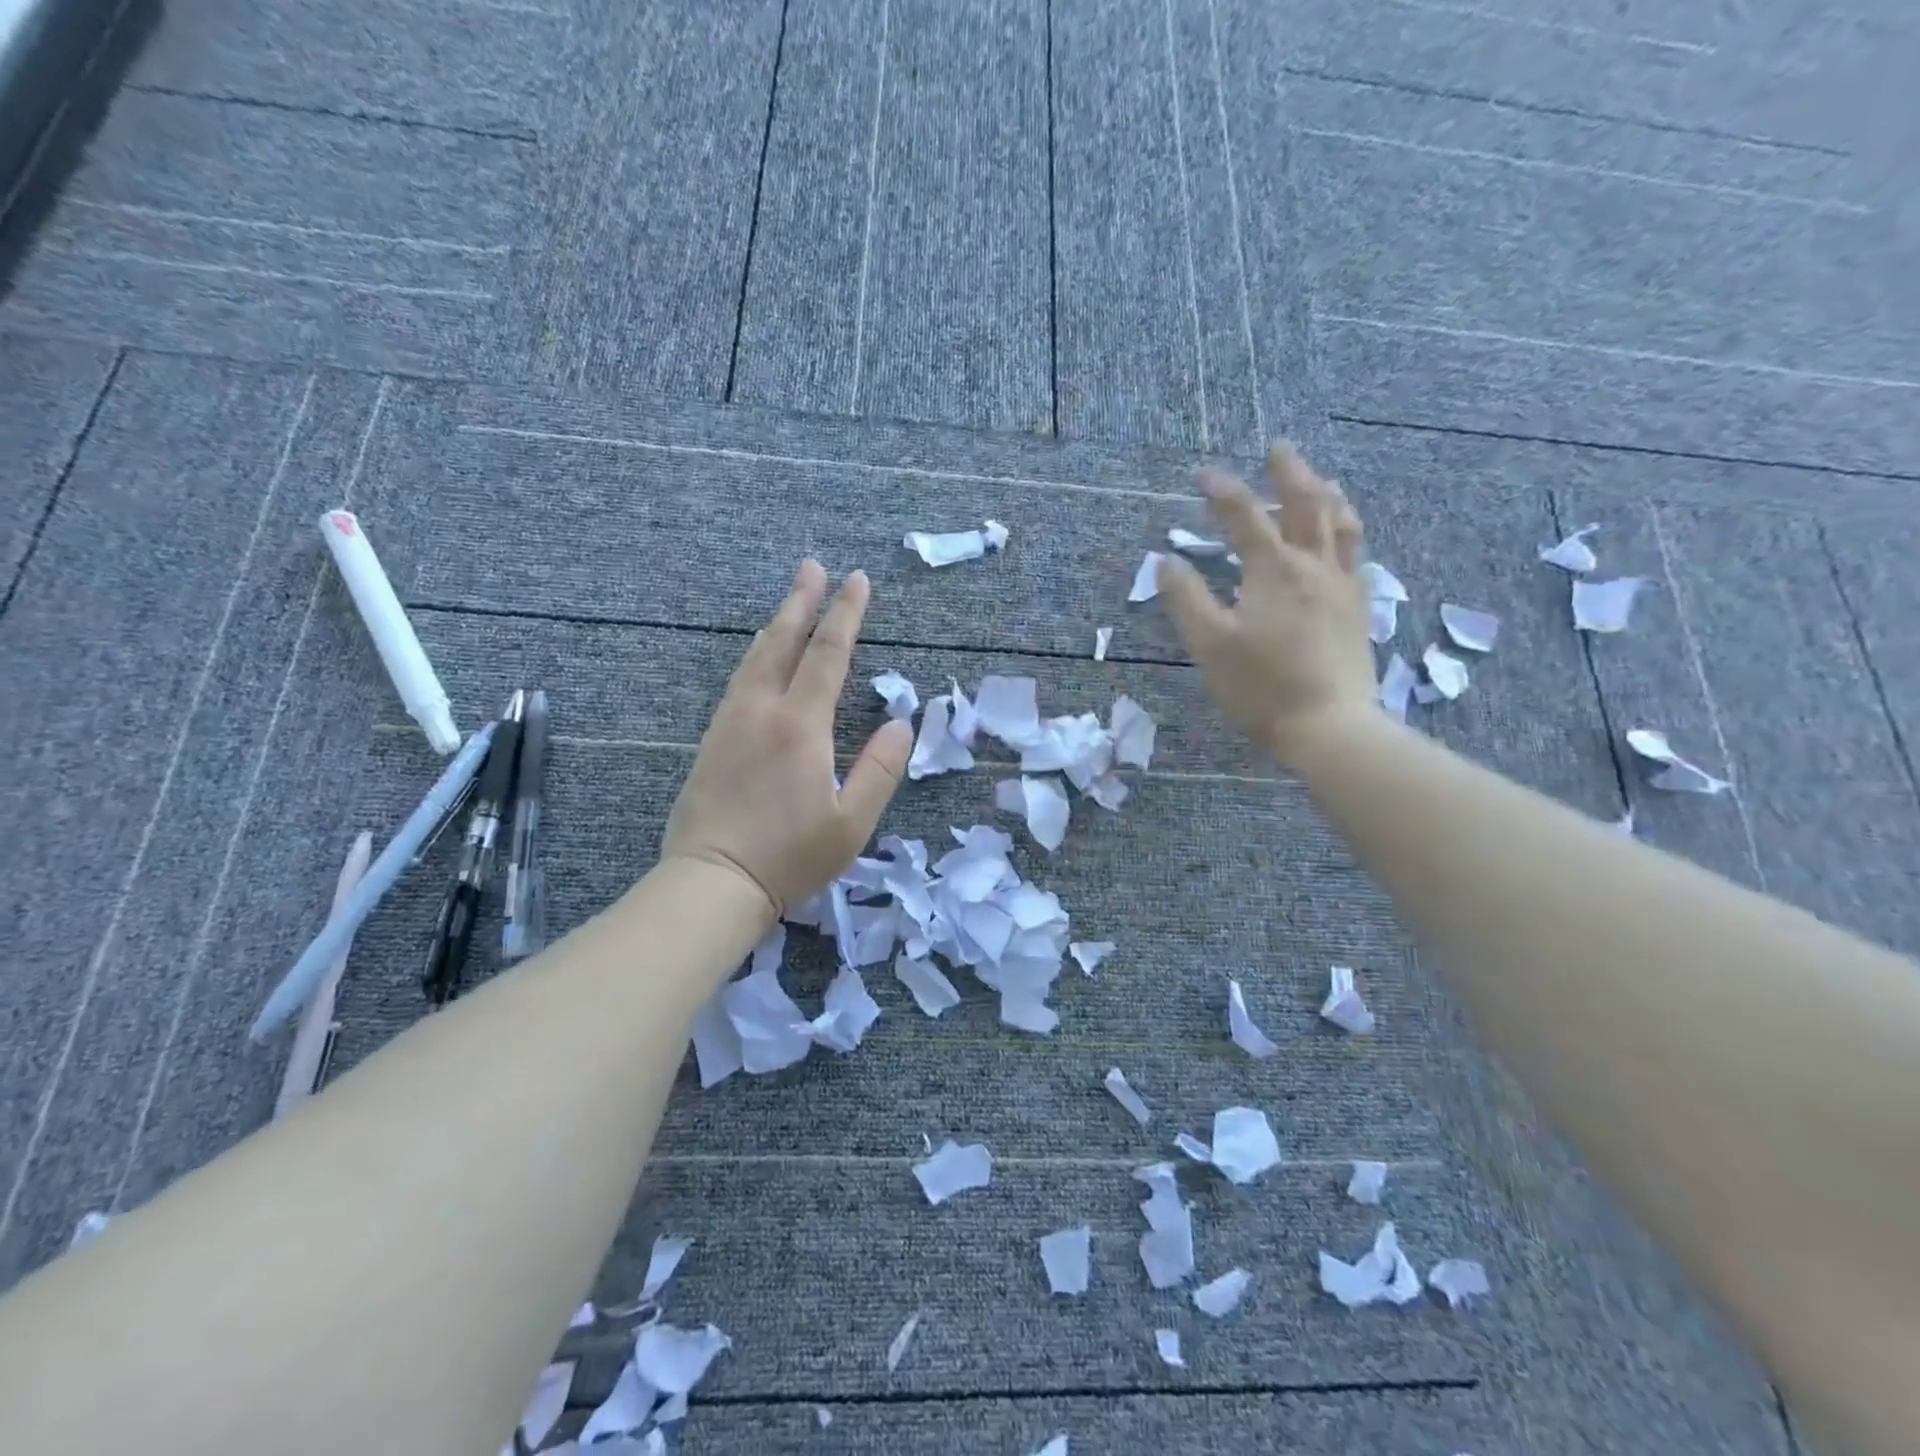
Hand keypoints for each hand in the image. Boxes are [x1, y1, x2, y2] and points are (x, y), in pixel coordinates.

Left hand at [662, 561, 912, 919]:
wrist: (712, 882)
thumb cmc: (790, 857)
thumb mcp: (852, 823)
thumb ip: (879, 769)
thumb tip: (903, 723)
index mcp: (800, 725)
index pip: (828, 655)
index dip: (845, 615)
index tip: (857, 580)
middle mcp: (761, 710)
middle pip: (783, 642)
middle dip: (802, 601)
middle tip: (812, 566)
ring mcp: (730, 722)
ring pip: (755, 658)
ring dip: (776, 623)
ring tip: (789, 602)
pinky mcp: (712, 740)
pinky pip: (738, 681)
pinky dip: (756, 656)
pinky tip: (759, 657)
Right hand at [1157, 445, 1377, 767]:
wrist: (1328, 727)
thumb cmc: (1261, 687)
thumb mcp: (1209, 644)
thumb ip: (1186, 599)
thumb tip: (1166, 561)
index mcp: (1274, 571)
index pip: (1245, 516)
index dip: (1222, 491)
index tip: (1203, 473)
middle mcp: (1314, 567)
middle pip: (1307, 505)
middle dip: (1290, 473)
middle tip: (1278, 449)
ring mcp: (1343, 588)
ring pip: (1342, 526)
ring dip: (1328, 495)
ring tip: (1321, 479)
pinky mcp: (1358, 611)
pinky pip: (1357, 557)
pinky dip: (1348, 534)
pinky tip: (1343, 539)